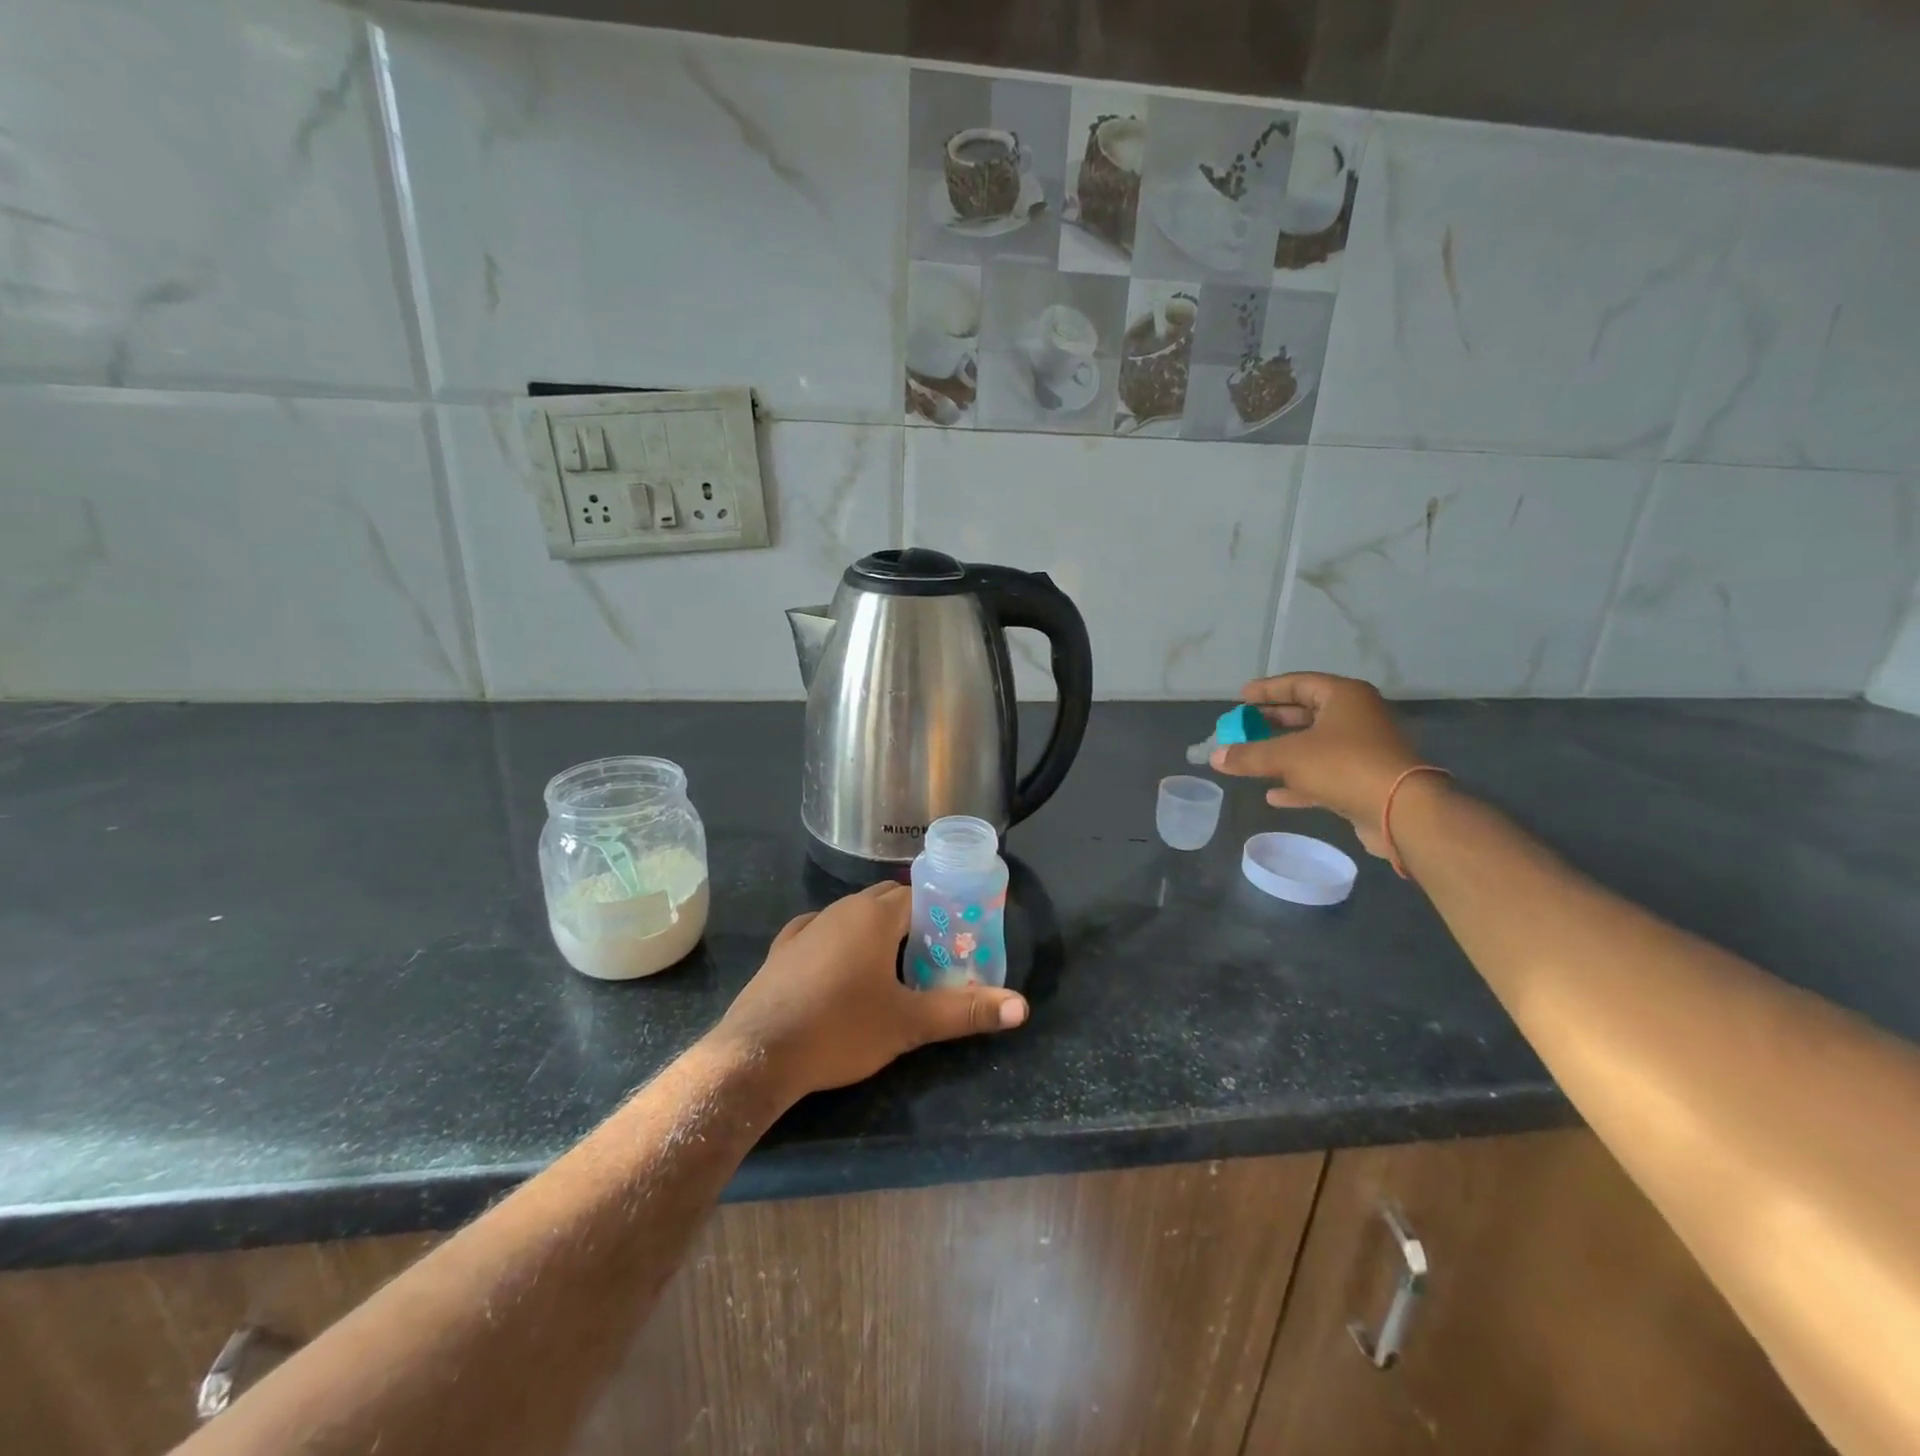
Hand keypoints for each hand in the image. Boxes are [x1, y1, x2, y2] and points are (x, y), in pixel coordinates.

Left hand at [712, 882, 1027, 1102]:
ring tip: (892, 969)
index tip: (959, 941)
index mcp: (875, 915)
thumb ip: (965, 1011)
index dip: (943, 913)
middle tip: (933, 958)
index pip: (920, 895)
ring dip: (876, 933)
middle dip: (913, 923)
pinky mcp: (783, 949)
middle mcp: (841, 909)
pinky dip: (839, 943)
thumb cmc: (841, 1029)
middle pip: (888, 901)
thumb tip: (1022, 1007)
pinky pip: (820, 932)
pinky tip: (841, 969)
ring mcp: (807, 927)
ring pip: (853, 916)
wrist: (758, 1055)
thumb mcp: (909, 1023)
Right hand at [1209, 673, 1426, 856]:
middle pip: (1305, 714)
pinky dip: (1297, 782)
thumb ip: (1249, 755)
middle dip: (1271, 723)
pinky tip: (1273, 795)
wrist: (1401, 811)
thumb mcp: (1288, 756)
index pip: (1299, 683)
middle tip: (1242, 727)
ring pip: (1312, 746)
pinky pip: (1322, 774)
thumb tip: (1215, 756)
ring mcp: (1362, 749)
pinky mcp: (1363, 780)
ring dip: (1281, 754)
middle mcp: (1355, 717)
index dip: (1267, 690)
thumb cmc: (1343, 766)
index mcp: (1343, 697)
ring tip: (1250, 759)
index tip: (1241, 697)